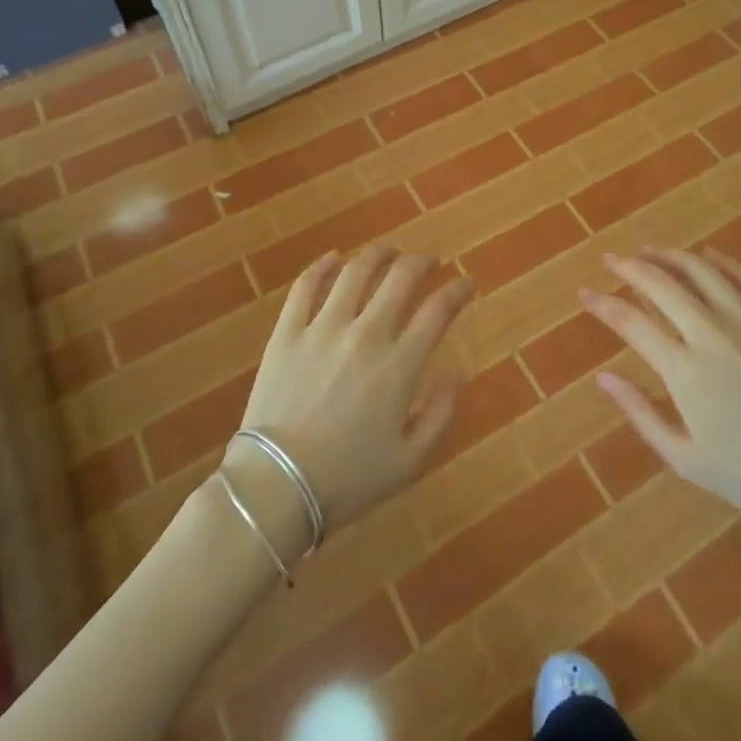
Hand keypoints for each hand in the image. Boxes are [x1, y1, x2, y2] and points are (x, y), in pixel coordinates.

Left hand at [235, 247, 471, 548]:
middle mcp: (365, 335)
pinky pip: (305, 287)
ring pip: (355, 272)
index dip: (457, 290)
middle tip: (429, 262)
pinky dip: (321, 266)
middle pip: (400, 279)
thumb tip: (458, 375)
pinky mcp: (287, 332)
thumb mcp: (409, 462)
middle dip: (422, 263)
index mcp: (398, 367)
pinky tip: (333, 258)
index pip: (438, 311)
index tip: (466, 283)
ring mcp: (323, 329)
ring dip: (378, 255)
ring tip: (389, 251)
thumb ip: (440, 415)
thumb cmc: (346, 480)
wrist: (274, 488)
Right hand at [582, 249, 740, 546]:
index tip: (585, 292)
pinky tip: (708, 256)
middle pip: (661, 285)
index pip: (630, 322)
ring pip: (701, 272)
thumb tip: (602, 376)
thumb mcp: (684, 458)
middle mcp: (712, 334)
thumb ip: (640, 412)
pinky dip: (723, 263)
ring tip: (650, 251)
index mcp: (684, 370)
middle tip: (612, 259)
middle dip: (630, 267)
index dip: (603, 303)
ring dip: (670, 257)